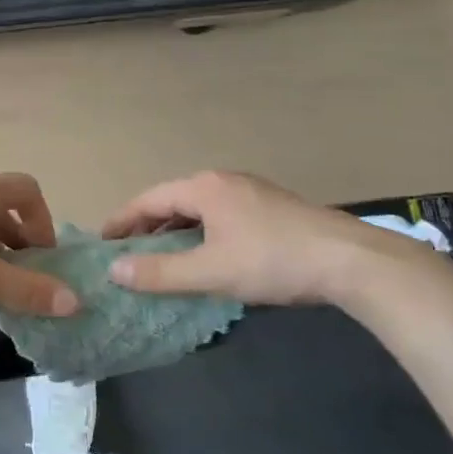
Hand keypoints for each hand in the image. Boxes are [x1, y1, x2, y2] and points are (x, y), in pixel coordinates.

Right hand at [101, 170, 433, 305]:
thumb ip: (160, 272)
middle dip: (148, 225)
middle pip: (173, 200)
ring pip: (199, 208)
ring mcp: (251, 192)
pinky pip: (221, 215)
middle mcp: (224, 181)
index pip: (149, 199)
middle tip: (127, 252)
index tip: (102, 241)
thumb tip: (115, 270)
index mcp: (204, 188)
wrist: (351, 260)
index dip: (122, 220)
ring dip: (176, 230)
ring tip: (161, 256)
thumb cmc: (272, 260)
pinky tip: (206, 255)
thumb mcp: (210, 272)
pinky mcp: (272, 208)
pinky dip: (201, 232)